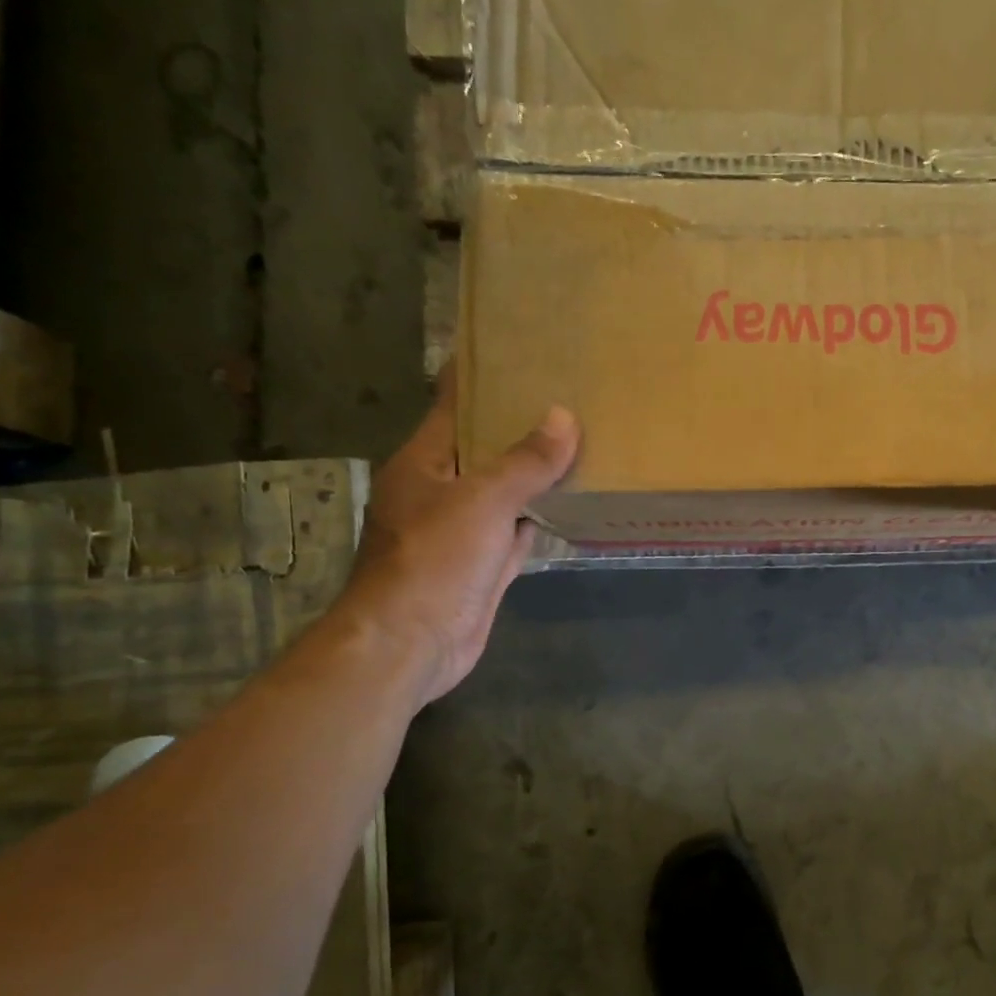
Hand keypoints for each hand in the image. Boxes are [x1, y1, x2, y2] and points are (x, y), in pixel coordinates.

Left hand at [338, 367, 579, 704]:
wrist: (412, 644)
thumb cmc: (433, 560)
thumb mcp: (481, 501)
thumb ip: (525, 462)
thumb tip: (564, 417)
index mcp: (424, 462)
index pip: (454, 405)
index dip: (484, 378)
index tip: (521, 352)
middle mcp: (441, 490)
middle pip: (486, 447)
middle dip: (523, 426)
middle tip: (572, 394)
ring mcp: (464, 530)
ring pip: (507, 491)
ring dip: (537, 474)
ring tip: (583, 440)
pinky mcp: (484, 564)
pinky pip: (518, 530)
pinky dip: (542, 517)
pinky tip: (574, 502)